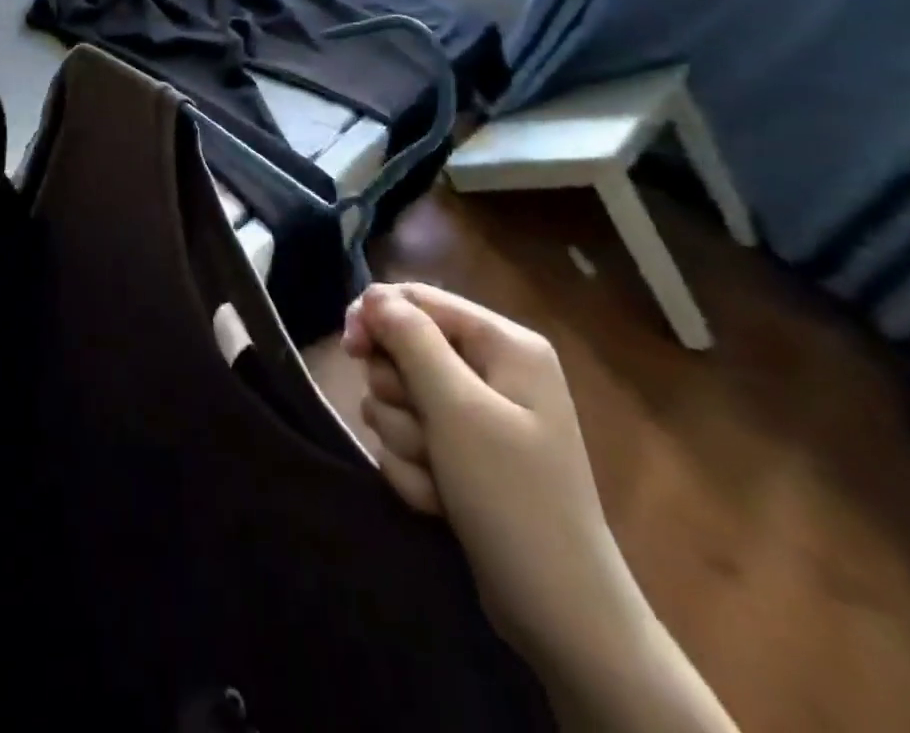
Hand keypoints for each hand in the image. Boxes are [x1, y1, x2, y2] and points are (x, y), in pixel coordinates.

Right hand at [342, 284, 736, 731]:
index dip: (376, 317)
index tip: (350, 349)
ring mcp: (476, 414)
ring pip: (398, 397)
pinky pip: (408, 437)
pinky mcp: (461, 453)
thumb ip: (410, 341)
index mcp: (503, 344)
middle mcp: (491, 369)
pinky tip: (439, 500)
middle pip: (402, 349)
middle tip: (421, 431)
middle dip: (398, 395)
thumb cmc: (512, 496)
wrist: (559, 615)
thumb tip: (373, 295)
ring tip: (437, 476)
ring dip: (404, 439)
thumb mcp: (456, 409)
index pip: (417, 299)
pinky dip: (413, 468)